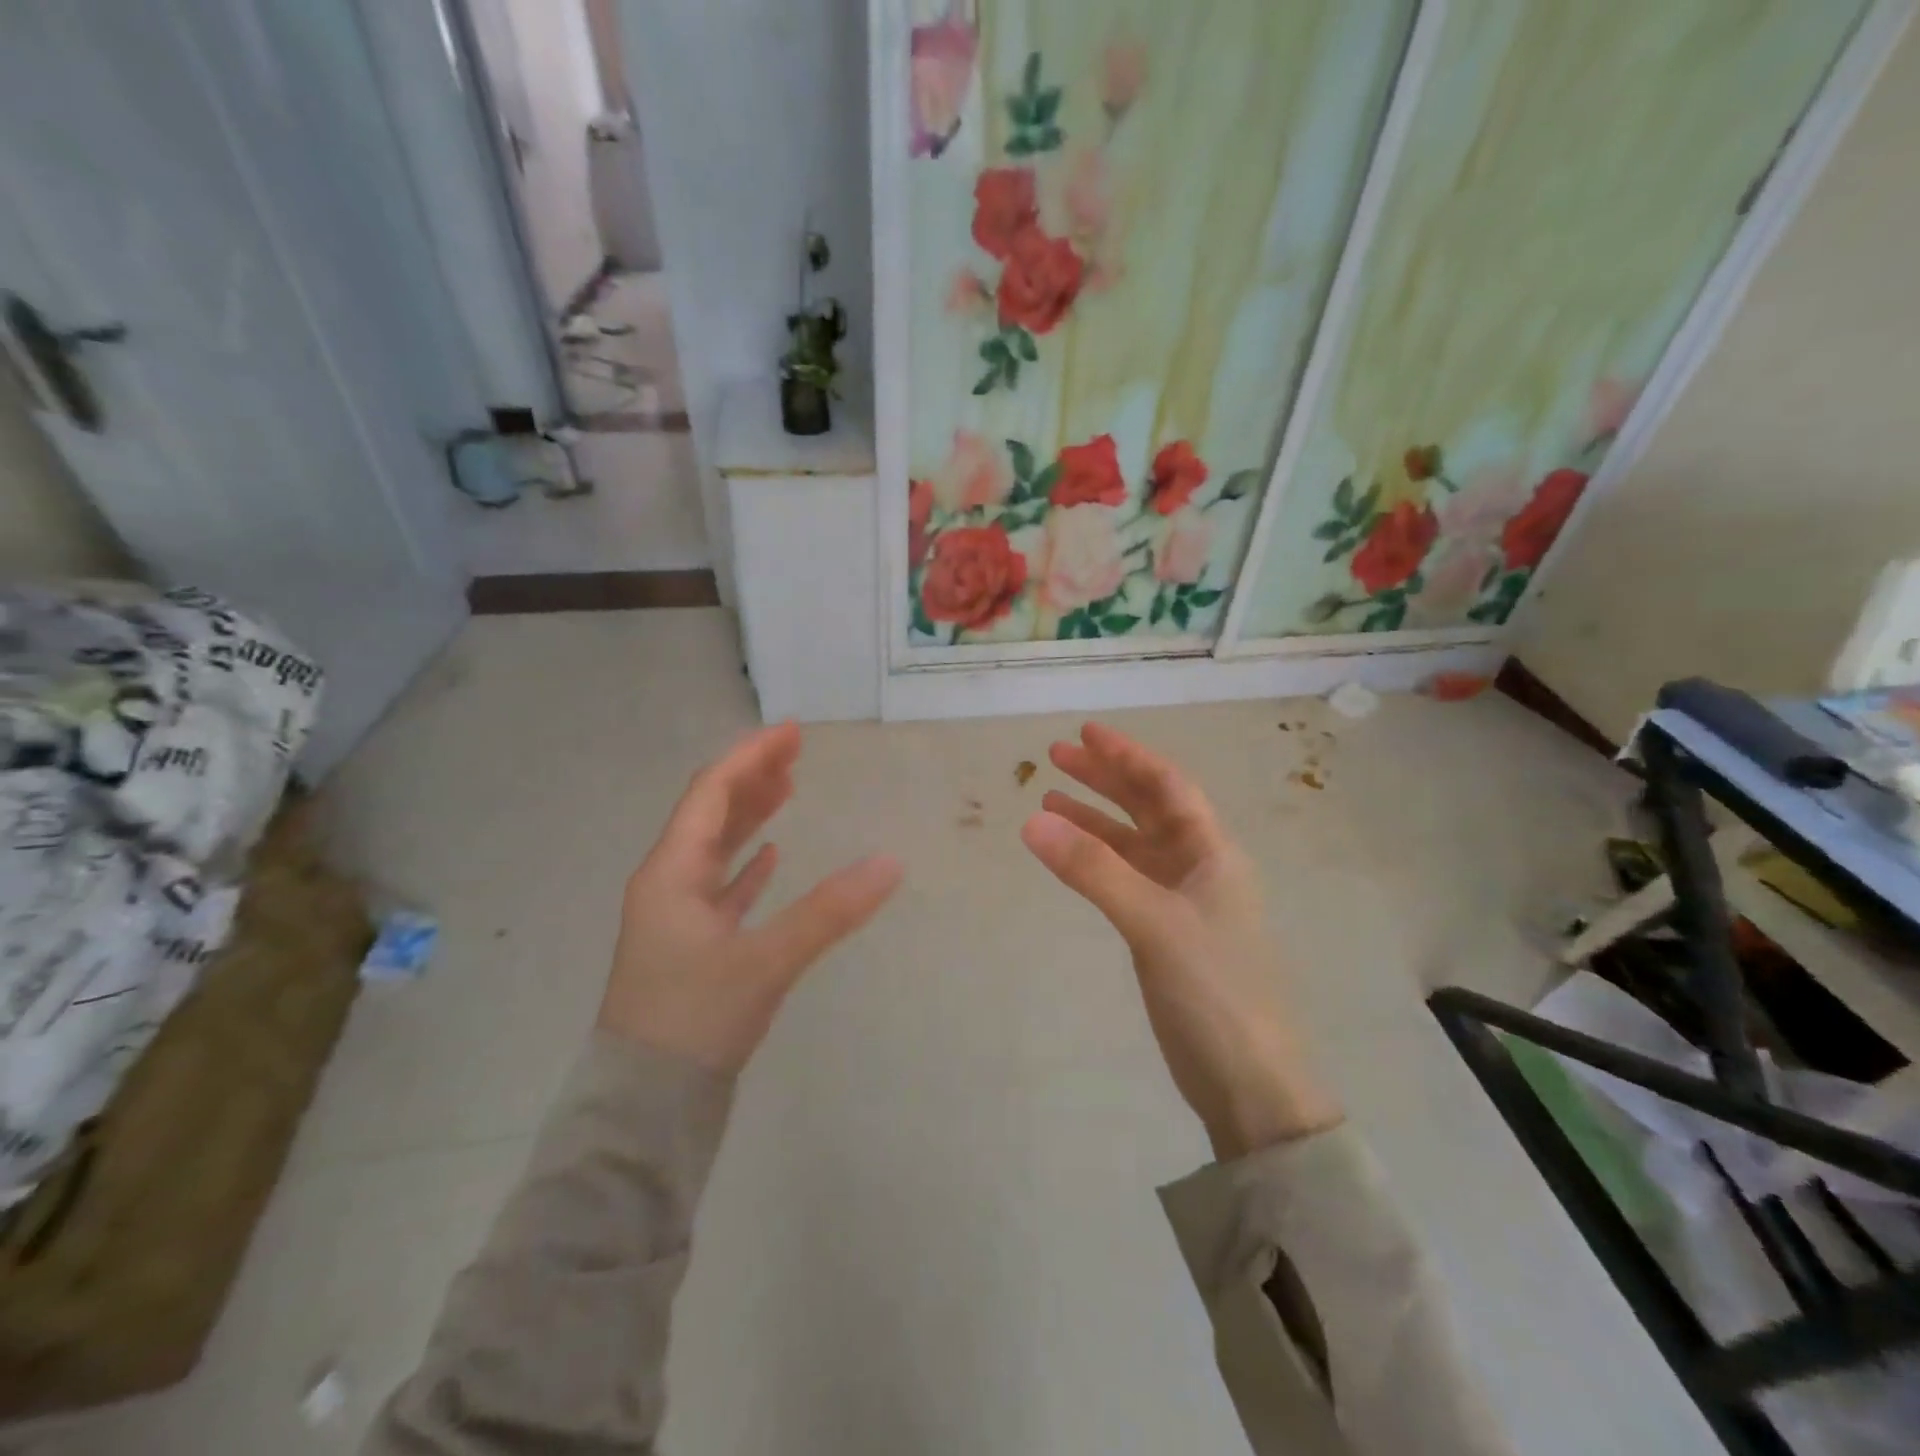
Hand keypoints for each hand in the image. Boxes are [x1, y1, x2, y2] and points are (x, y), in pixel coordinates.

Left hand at [599, 722, 902, 1071]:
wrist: (646, 1104)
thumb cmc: (696, 1020)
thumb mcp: (766, 962)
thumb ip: (830, 912)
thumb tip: (891, 863)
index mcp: (671, 873)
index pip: (711, 794)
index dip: (751, 758)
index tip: (792, 732)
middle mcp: (668, 884)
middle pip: (711, 813)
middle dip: (753, 778)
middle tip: (796, 752)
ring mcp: (677, 916)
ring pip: (716, 848)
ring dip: (750, 815)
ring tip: (788, 788)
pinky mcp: (692, 946)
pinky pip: (722, 886)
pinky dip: (748, 865)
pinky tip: (772, 855)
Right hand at [1022, 723, 1342, 1160]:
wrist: (1250, 1081)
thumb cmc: (1215, 990)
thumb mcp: (1153, 922)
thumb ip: (1093, 870)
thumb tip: (1031, 820)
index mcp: (1213, 852)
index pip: (1167, 786)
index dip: (1128, 755)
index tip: (1085, 732)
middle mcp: (1199, 867)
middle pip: (1147, 808)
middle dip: (1104, 779)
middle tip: (1055, 755)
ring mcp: (1181, 902)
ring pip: (1132, 844)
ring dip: (1094, 819)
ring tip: (1047, 798)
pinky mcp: (1164, 934)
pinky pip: (1124, 879)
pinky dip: (1095, 861)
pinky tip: (1068, 855)